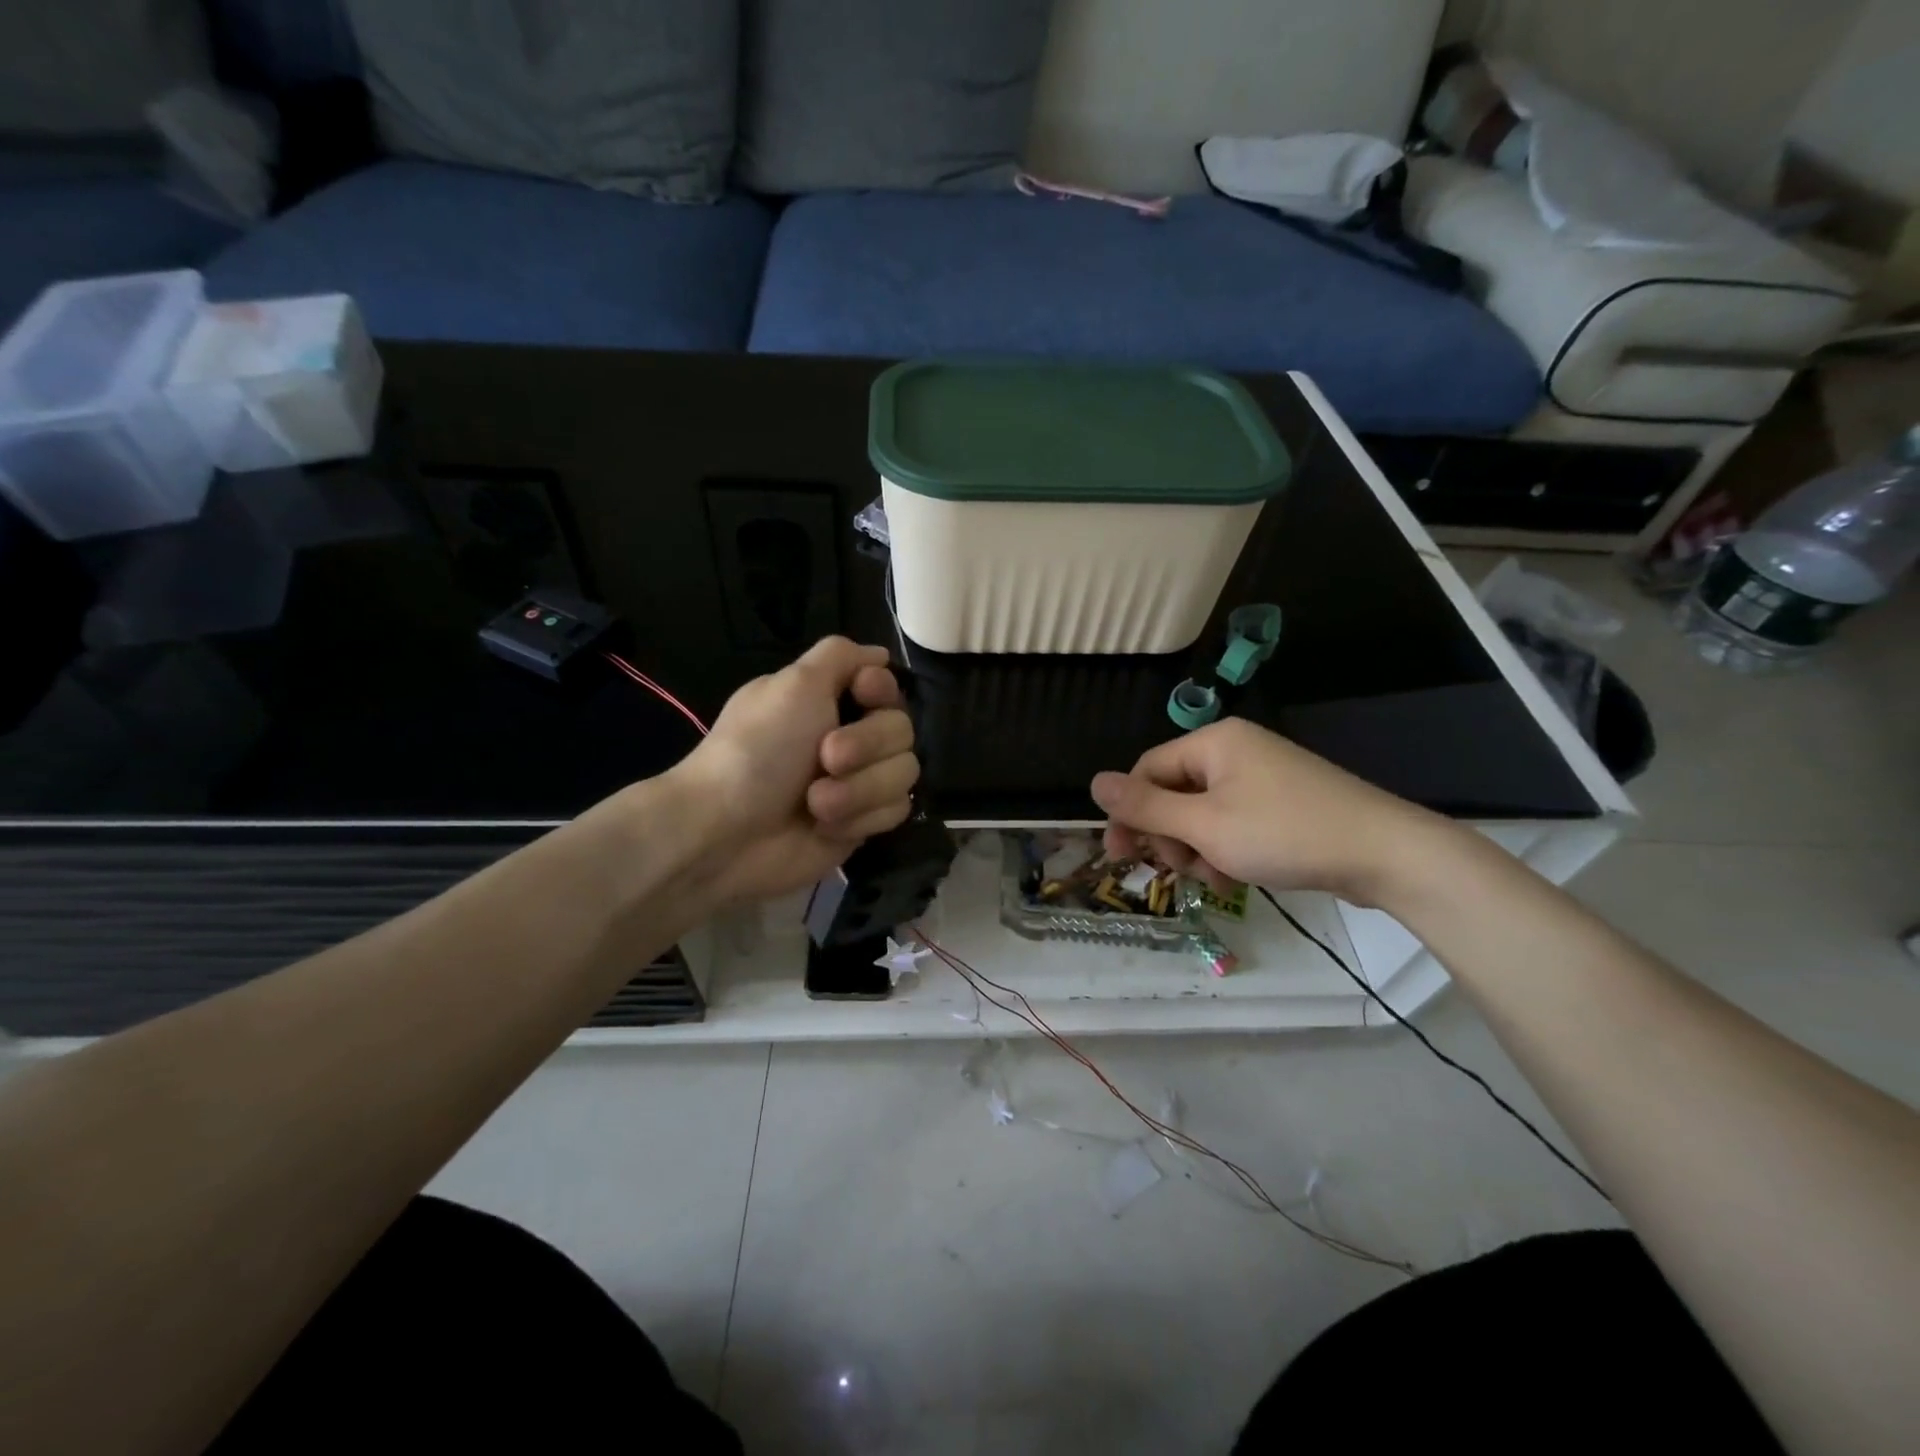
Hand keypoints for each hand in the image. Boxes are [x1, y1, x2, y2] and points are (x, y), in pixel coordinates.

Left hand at [667, 637, 919, 906]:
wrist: (727, 833)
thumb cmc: (757, 750)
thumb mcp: (793, 684)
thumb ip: (841, 655)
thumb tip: (879, 654)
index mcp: (829, 698)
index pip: (888, 684)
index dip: (882, 691)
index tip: (862, 695)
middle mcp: (850, 735)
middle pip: (902, 729)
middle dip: (865, 745)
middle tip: (825, 758)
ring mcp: (859, 781)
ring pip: (904, 771)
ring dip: (859, 788)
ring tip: (816, 803)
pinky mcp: (864, 822)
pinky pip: (896, 809)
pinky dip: (861, 817)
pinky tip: (826, 827)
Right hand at [1089, 719, 1449, 907]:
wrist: (1386, 853)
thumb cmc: (1285, 833)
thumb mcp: (1205, 825)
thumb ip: (1146, 807)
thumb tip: (1094, 782)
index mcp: (1213, 742)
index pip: (1147, 770)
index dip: (1130, 813)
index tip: (1119, 857)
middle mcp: (1235, 750)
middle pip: (1174, 792)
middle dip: (1170, 836)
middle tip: (1180, 871)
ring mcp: (1263, 776)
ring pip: (1203, 813)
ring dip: (1197, 848)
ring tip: (1217, 877)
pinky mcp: (1284, 801)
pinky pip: (1234, 821)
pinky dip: (1226, 848)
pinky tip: (1238, 876)